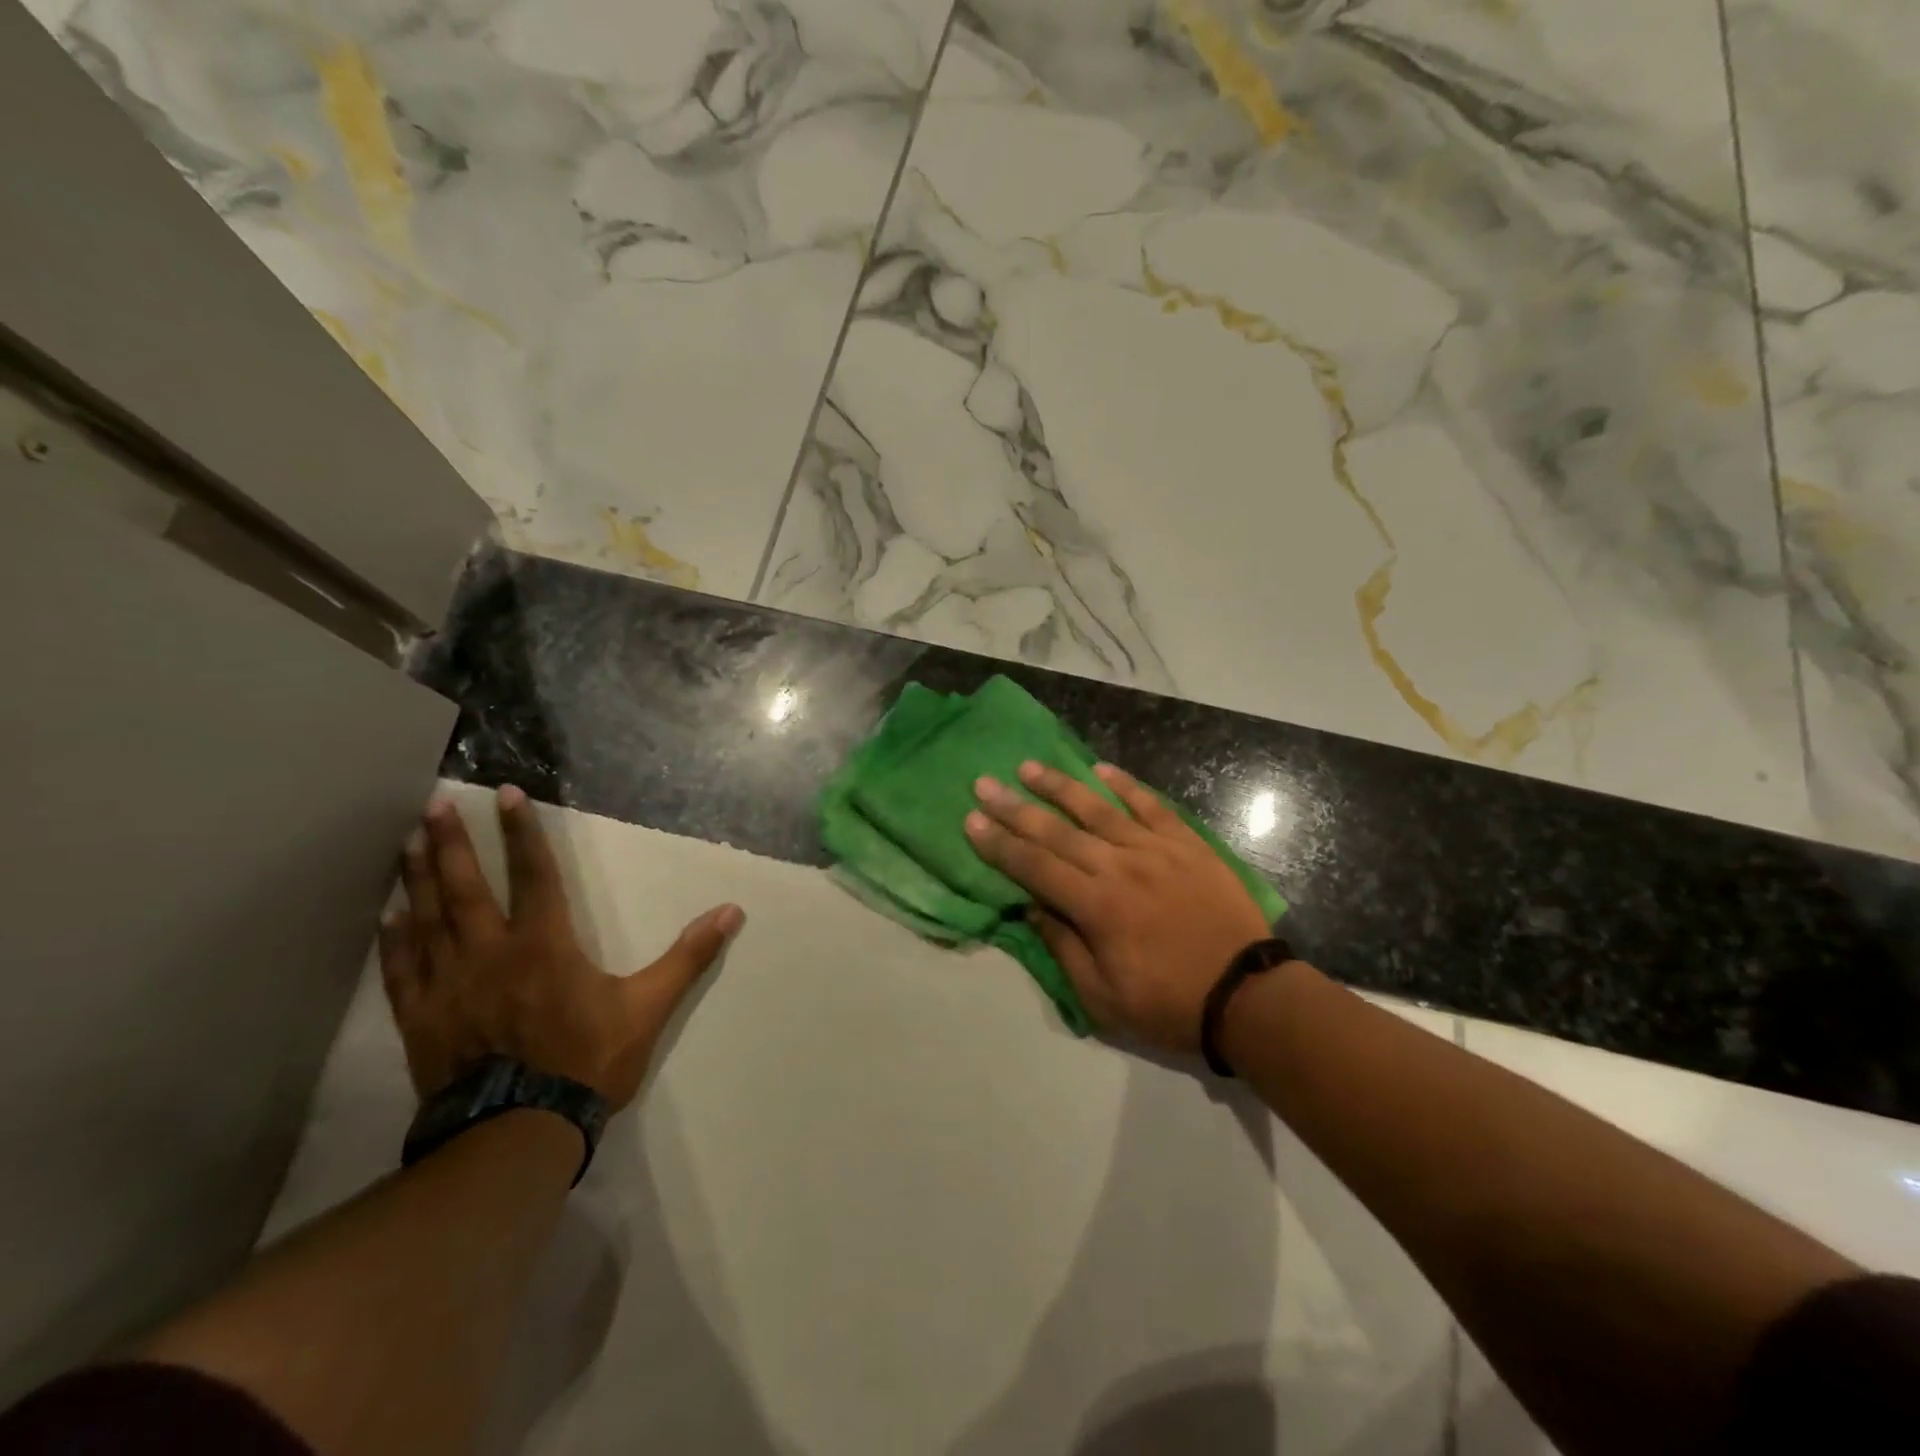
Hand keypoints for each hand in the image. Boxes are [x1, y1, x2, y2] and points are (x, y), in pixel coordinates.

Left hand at [379, 787, 743, 1109]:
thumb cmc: (588, 1062)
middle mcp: (490, 954)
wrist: (519, 1133)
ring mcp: (450, 987)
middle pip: (466, 889)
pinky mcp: (423, 1020)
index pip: (534, 875)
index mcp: (545, 945)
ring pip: (428, 921)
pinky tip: (387, 916)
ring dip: (418, 879)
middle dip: (452, 845)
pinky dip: (395, 940)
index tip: (504, 795)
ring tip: (407, 842)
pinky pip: (403, 970)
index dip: (522, 833)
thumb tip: (731, 912)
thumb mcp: (648, 1007)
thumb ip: (688, 956)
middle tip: (434, 806)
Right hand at [965, 761, 1272, 1052]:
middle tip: (984, 784)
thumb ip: (1063, 948)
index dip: (999, 844)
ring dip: (1060, 786)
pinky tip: (1101, 769)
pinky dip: (1125, 785)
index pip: (1034, 867)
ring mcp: (1156, 849)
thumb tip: (1033, 908)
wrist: (1248, 995)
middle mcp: (1119, 867)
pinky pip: (1151, 806)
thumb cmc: (1169, 1003)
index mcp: (1096, 907)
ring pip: (1098, 809)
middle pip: (1057, 831)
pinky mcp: (1187, 844)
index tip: (971, 820)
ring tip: (1029, 766)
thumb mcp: (1102, 997)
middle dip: (1015, 807)